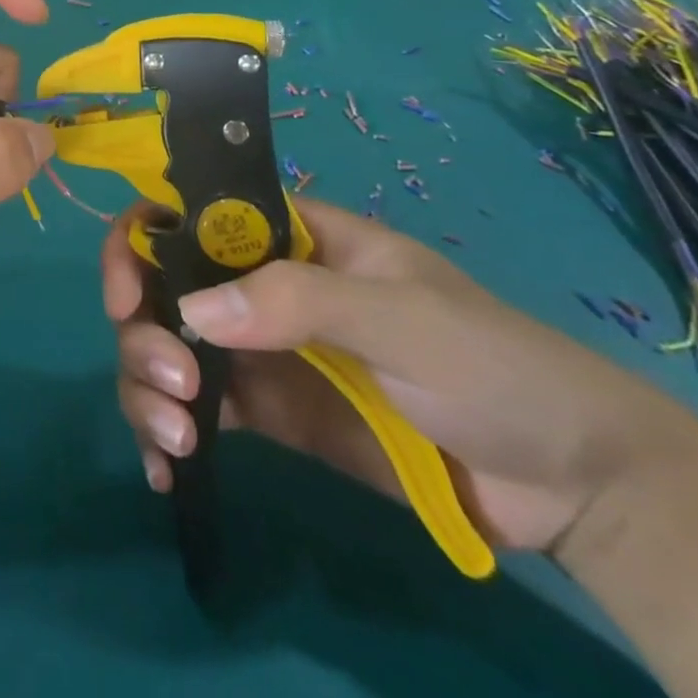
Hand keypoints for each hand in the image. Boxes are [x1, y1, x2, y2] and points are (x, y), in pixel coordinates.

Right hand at [105, 197, 690, 552]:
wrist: (569, 482)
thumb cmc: (492, 364)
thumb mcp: (403, 317)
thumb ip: (300, 301)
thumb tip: (190, 311)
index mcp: (285, 237)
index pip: (187, 215)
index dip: (142, 242)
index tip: (127, 295)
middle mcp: (256, 284)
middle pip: (160, 287)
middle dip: (143, 331)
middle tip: (173, 388)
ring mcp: (257, 350)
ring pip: (164, 348)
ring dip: (145, 386)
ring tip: (177, 441)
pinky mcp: (265, 413)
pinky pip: (193, 411)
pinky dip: (164, 435)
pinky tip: (165, 471)